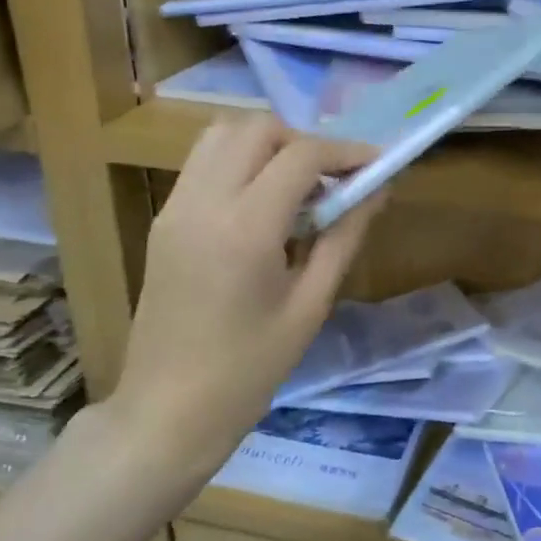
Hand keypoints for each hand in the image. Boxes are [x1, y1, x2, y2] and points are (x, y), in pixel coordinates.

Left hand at [109, 117, 382, 470]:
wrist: (167, 411)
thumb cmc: (249, 370)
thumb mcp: (310, 306)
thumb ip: (344, 237)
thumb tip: (376, 189)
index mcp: (245, 229)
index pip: (300, 156)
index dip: (346, 151)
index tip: (377, 164)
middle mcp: (203, 202)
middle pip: (257, 128)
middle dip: (304, 141)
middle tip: (334, 179)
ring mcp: (175, 207)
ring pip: (222, 134)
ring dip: (268, 145)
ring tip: (298, 186)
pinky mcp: (163, 220)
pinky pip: (203, 163)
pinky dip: (239, 161)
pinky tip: (264, 203)